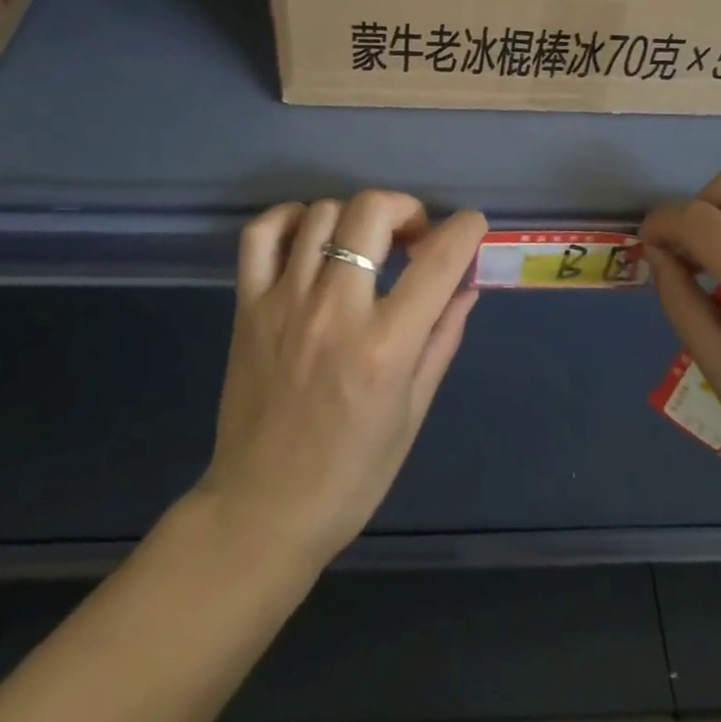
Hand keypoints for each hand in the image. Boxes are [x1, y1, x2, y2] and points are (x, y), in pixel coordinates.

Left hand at [194, 191, 484, 568]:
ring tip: (363, 246)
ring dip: (355, 219)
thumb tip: (467, 285)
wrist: (262, 512)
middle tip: (411, 238)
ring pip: (321, 214)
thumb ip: (442, 338)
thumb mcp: (413, 411)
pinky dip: (289, 220)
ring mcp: (285, 303)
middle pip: (370, 212)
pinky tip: (309, 237)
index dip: (465, 229)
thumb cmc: (351, 474)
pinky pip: (262, 235)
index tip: (471, 226)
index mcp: (385, 346)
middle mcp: (335, 311)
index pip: (438, 261)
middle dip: (404, 209)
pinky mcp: (248, 307)